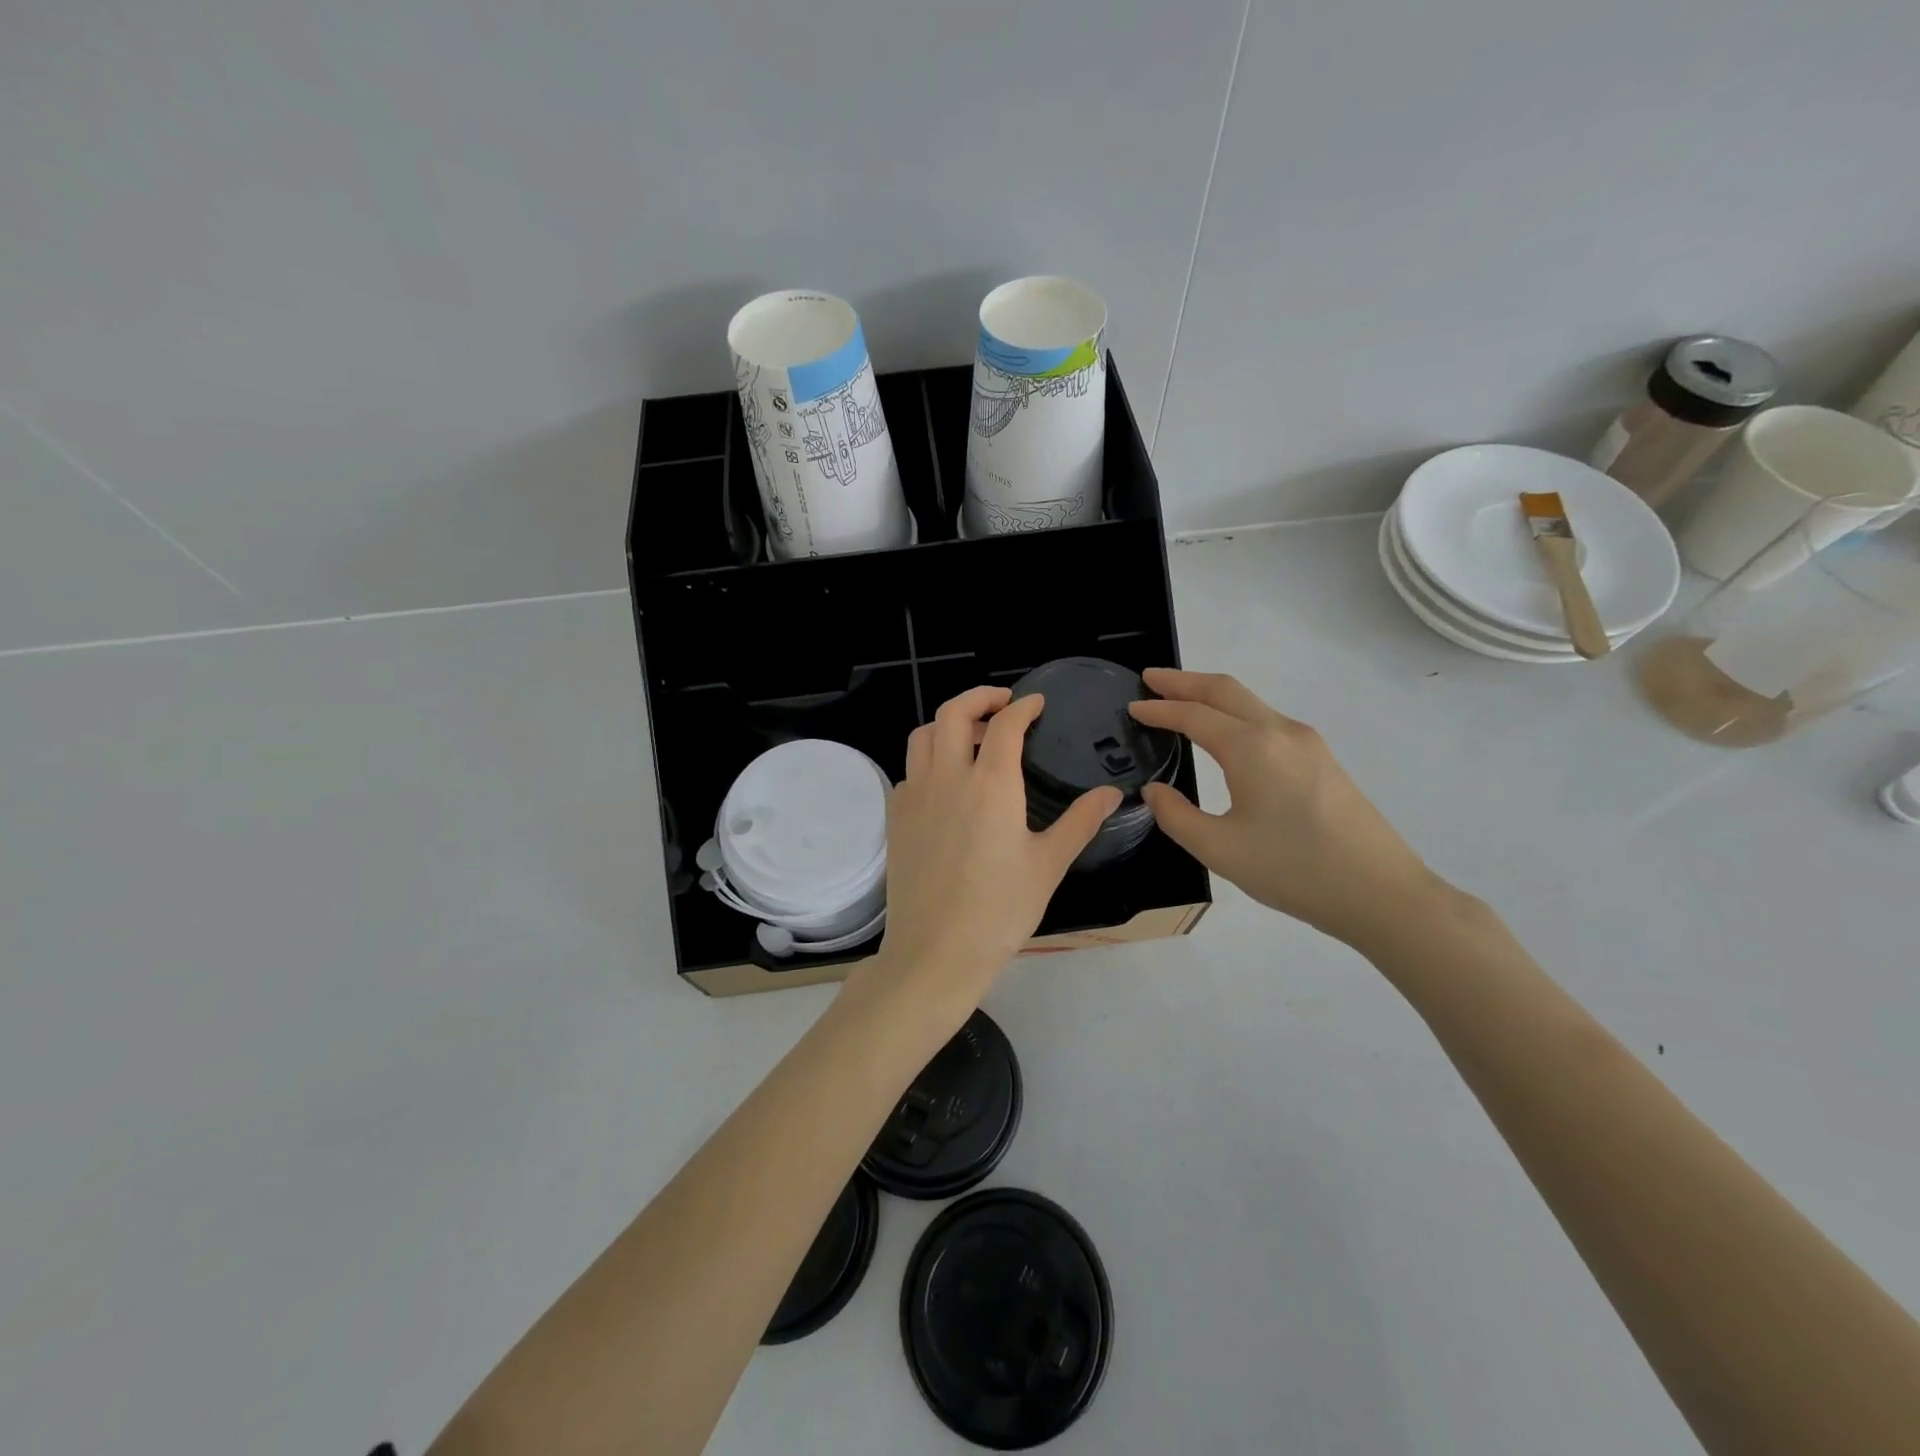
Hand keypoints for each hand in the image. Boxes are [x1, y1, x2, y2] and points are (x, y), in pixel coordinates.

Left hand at [856, 686, 1120, 1021]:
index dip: (1022, 706)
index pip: (1004, 724)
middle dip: (979, 697)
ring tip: (972, 737)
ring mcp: (914, 796)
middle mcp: (947, 778)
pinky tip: (947, 783)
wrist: (935, 952)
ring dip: (947, 724)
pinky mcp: (896, 817)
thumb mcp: (1049, 865)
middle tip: (1003, 703)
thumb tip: (1112, 792)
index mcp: (991, 784)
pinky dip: (928, 760)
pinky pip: (909, 770)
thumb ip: (1081, 821)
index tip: (1036, 703)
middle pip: (953, 713)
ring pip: (922, 736)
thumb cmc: (1000, 911)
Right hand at [1129, 669, 1439, 946]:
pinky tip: (1225, 732)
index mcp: (1251, 748)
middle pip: (1225, 690)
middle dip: (1184, 680)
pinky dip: (1235, 713)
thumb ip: (1176, 816)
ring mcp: (1307, 742)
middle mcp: (1280, 731)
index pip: (1194, 715)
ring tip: (1180, 700)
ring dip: (1211, 695)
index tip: (1132, 706)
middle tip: (1150, 678)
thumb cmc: (1295, 871)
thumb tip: (1155, 791)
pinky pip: (1267, 720)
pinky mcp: (1322, 758)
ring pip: (1250, 702)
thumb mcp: (1220, 850)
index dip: (1159, 709)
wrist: (1381, 893)